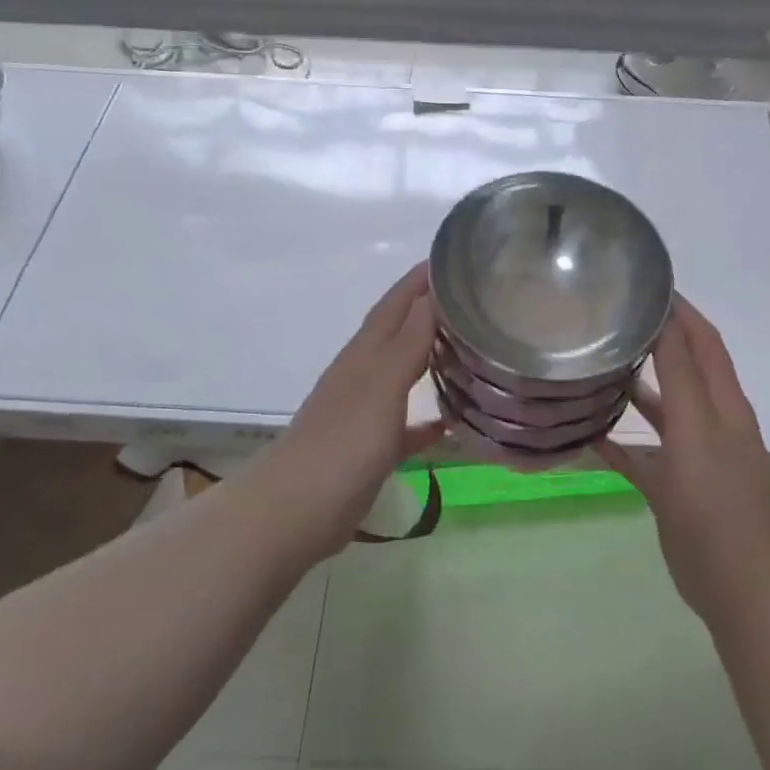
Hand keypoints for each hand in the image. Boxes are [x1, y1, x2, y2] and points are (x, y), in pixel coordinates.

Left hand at [255, 263, 444, 558]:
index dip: (419, 281)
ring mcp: (365, 412)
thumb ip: (408, 342)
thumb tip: (430, 295)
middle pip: (399, 333)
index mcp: (365, 354)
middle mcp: (363, 374)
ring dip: (429, 359)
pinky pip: (405, 424)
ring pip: (403, 374)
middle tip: (471, 300)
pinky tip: (451, 422)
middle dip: (428, 311)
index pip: (395, 304)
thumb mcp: (381, 386)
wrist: (298, 509)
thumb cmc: (344, 442)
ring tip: (467, 350)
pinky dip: (426, 418)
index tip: (451, 259)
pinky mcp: (370, 448)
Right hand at [602, 296, 769, 619]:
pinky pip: (643, 454)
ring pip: (662, 409)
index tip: (645, 283)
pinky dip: (620, 441)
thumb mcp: (697, 432)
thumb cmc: (717, 504)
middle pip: (684, 368)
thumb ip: (681, 376)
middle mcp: (710, 422)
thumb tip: (666, 318)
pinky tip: (588, 432)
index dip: (682, 311)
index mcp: (724, 404)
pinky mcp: (674, 487)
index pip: (704, 341)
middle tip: (611, 319)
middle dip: (656, 340)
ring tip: (596, 364)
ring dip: (636, 386)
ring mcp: (692, 456)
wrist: (737, 587)